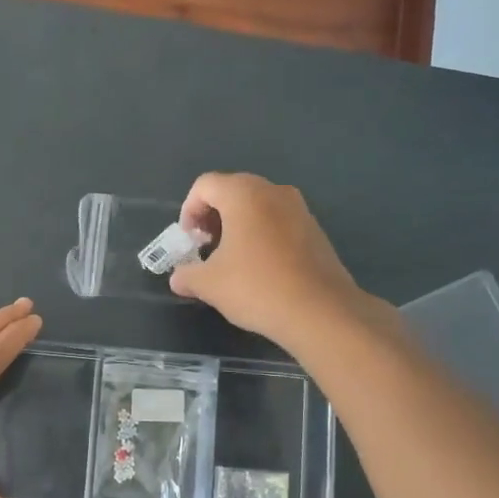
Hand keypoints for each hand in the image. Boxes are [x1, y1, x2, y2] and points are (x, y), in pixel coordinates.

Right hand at [168, 173, 378, 351]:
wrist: (320, 311)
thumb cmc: (256, 287)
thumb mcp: (209, 284)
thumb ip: (187, 275)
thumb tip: (178, 278)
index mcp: (244, 194)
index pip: (205, 185)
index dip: (188, 210)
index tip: (189, 241)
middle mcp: (273, 191)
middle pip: (232, 190)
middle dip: (213, 216)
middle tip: (206, 247)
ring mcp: (299, 208)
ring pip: (257, 205)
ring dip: (238, 225)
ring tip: (231, 258)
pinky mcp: (315, 229)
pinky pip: (278, 221)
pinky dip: (262, 234)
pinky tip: (259, 267)